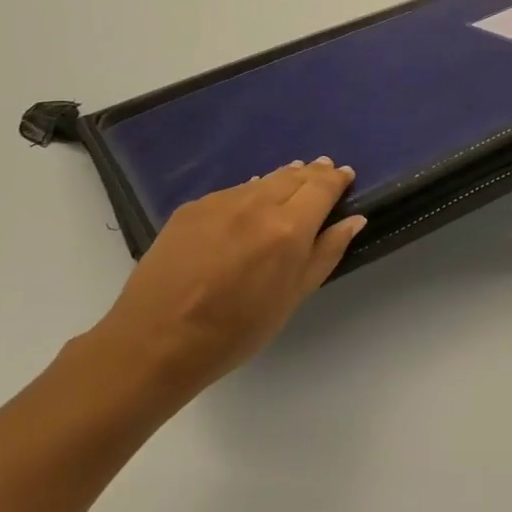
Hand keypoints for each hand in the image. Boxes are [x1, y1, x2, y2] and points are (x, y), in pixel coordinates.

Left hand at [94, 159, 363, 389]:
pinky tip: (251, 205)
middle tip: (324, 171)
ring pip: (262, 180)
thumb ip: (326, 253)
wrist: (157, 340)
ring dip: (283, 179)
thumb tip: (354, 220)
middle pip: (294, 176)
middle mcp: (256, 203)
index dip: (337, 178)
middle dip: (313, 173)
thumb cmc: (236, 330)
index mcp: (288, 228)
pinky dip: (251, 192)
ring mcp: (220, 202)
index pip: (322, 187)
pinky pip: (233, 192)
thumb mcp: (293, 297)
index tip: (346, 175)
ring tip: (293, 181)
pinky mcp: (192, 207)